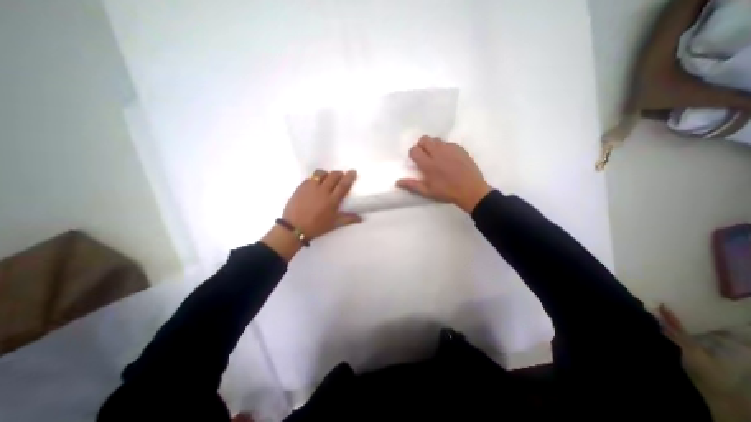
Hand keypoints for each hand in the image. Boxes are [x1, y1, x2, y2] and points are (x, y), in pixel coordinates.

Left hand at [263, 170, 359, 261]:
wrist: (294, 228)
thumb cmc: (317, 227)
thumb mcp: (334, 224)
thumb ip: (348, 219)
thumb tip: (361, 218)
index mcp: (332, 200)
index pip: (343, 185)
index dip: (349, 177)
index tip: (353, 171)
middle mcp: (323, 190)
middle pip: (333, 176)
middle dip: (339, 174)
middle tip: (340, 177)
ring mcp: (311, 187)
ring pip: (321, 173)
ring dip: (327, 174)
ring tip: (327, 179)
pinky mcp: (301, 186)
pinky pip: (311, 177)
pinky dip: (316, 178)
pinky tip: (315, 184)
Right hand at [394, 136, 494, 214]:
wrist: (471, 190)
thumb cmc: (447, 192)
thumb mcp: (427, 191)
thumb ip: (412, 185)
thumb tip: (397, 182)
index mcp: (428, 164)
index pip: (414, 150)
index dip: (413, 154)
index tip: (417, 161)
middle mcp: (438, 153)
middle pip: (424, 139)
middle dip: (421, 145)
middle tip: (425, 156)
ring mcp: (450, 149)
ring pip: (436, 139)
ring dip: (433, 146)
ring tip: (437, 157)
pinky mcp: (460, 148)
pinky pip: (448, 143)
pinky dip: (445, 148)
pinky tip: (449, 158)